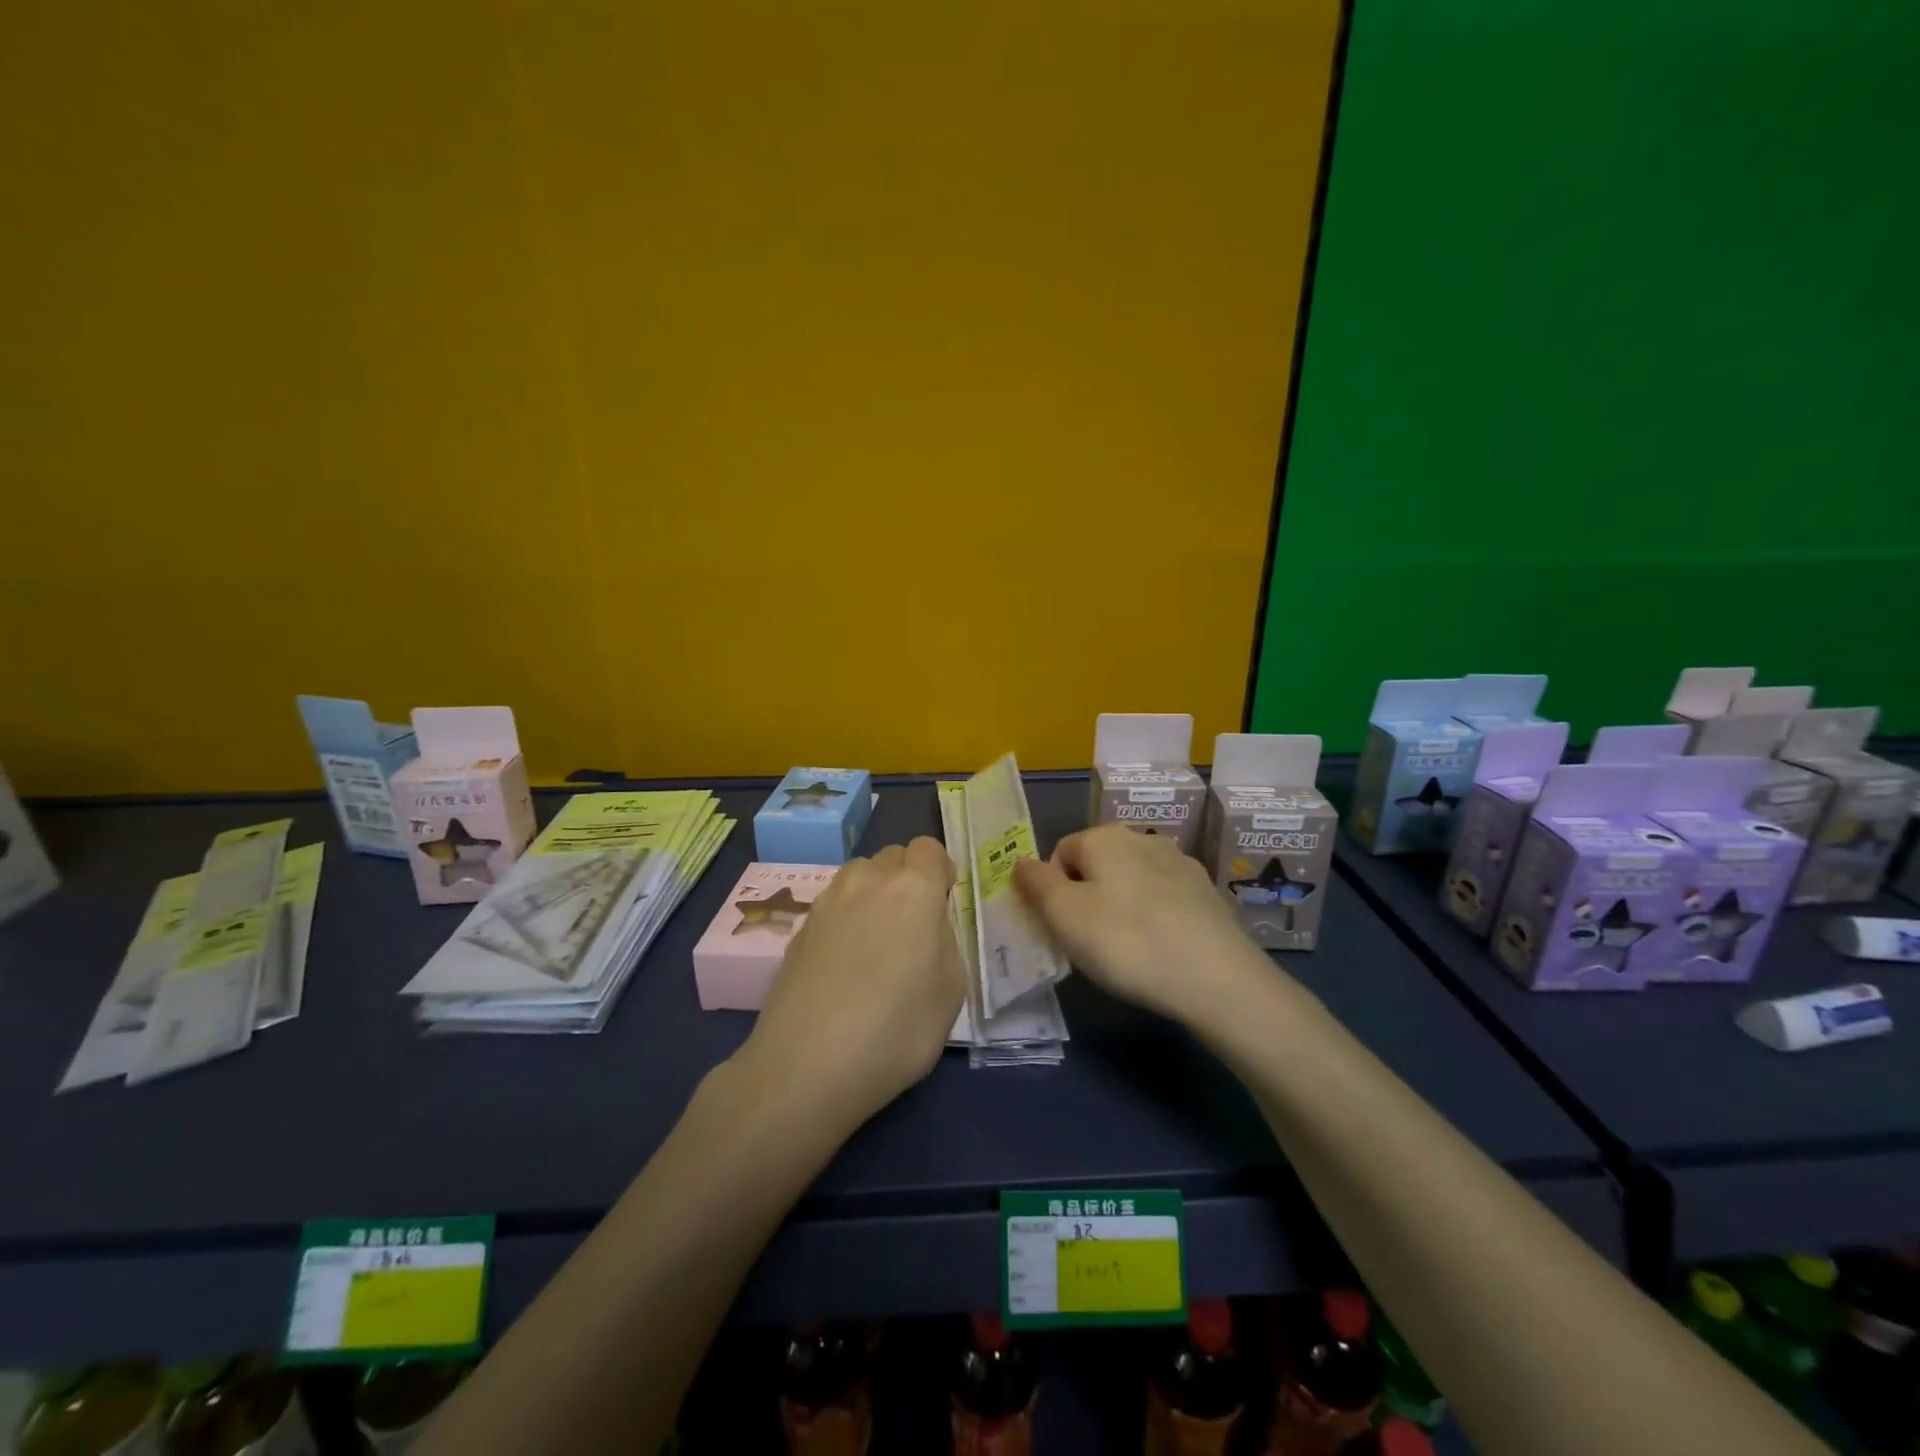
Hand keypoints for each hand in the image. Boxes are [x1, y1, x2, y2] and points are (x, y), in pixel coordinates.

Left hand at [739, 838, 965, 1129]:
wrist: (806, 1066)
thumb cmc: (896, 1030)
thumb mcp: (950, 990)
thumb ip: (944, 940)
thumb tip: (928, 924)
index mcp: (913, 889)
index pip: (928, 848)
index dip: (939, 870)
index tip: (942, 902)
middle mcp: (867, 881)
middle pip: (892, 856)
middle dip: (906, 878)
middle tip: (911, 925)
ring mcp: (827, 901)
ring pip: (858, 875)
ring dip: (873, 892)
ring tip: (876, 941)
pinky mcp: (799, 927)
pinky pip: (833, 904)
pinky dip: (845, 918)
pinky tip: (844, 963)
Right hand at [1014, 825, 1268, 1025]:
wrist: (1217, 978)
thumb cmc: (1126, 942)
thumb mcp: (1064, 915)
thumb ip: (1035, 883)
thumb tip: (1021, 862)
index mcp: (1105, 836)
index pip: (1060, 854)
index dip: (1054, 892)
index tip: (1064, 929)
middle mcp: (1143, 838)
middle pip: (1097, 866)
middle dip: (1088, 899)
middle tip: (1091, 944)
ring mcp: (1180, 863)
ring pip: (1131, 882)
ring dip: (1121, 908)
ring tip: (1129, 952)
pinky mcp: (1206, 893)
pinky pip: (1163, 900)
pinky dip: (1154, 919)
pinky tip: (1161, 951)